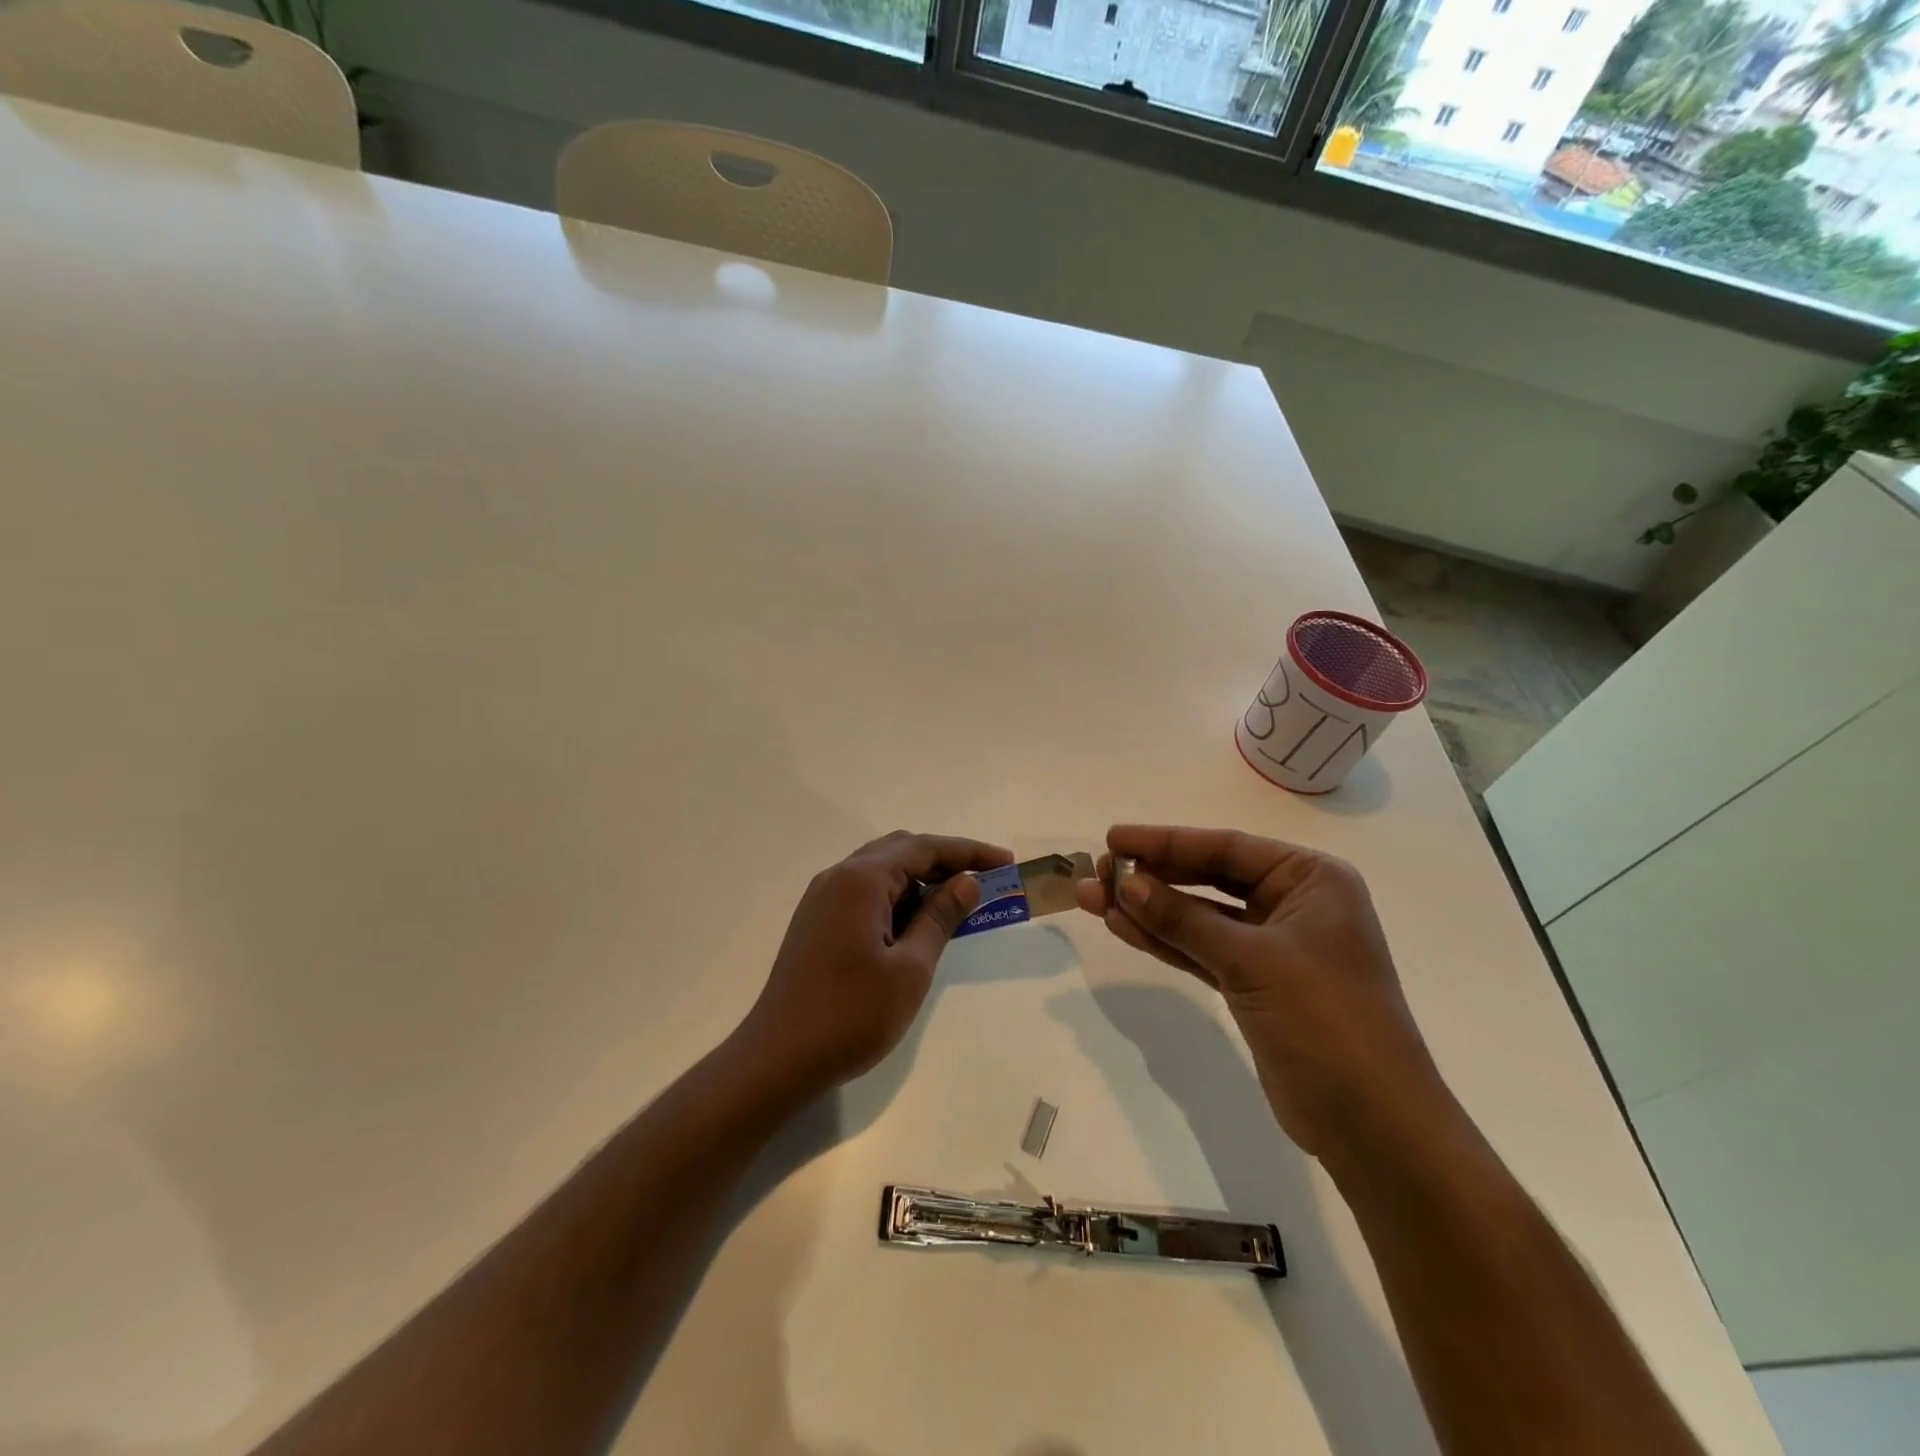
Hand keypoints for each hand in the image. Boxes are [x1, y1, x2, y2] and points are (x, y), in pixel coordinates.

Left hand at [738, 831, 1013, 1100]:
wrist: (777, 1059)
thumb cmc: (851, 1015)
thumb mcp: (910, 968)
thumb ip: (940, 917)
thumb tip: (967, 881)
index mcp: (861, 880)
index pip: (924, 848)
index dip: (969, 852)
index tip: (1006, 862)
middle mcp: (838, 877)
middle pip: (901, 850)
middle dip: (945, 861)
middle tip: (984, 882)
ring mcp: (822, 899)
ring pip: (881, 871)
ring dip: (920, 880)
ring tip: (956, 906)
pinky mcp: (816, 921)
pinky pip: (864, 893)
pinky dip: (896, 898)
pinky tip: (915, 925)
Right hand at [1074, 825, 1443, 1158]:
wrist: (1371, 1124)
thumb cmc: (1326, 1020)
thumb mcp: (1252, 960)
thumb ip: (1184, 919)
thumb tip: (1126, 883)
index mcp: (1312, 879)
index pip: (1226, 848)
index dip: (1166, 842)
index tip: (1114, 838)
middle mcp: (1294, 903)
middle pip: (1209, 877)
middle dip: (1151, 876)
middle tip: (1097, 872)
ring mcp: (1273, 946)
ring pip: (1199, 916)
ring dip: (1148, 909)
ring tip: (1092, 898)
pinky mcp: (1254, 983)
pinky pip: (1201, 949)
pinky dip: (1164, 940)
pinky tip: (1122, 926)